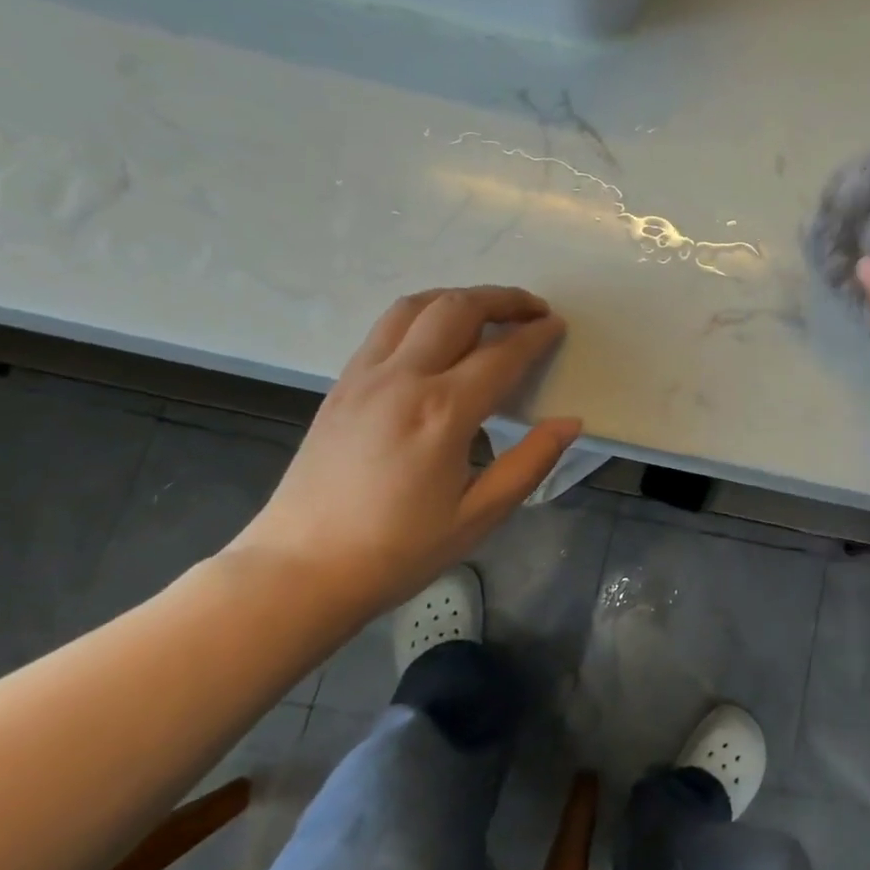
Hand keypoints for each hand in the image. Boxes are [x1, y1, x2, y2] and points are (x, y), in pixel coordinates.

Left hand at [232, 287, 580, 615]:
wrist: (299, 571)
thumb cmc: (398, 550)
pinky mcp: (341, 385)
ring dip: (459, 298)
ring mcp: (365, 377)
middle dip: (503, 299)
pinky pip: (387, 328)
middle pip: (457, 309)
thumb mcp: (479, 516)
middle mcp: (402, 379)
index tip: (558, 326)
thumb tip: (570, 423)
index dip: (536, 335)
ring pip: (415, 307)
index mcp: (442, 412)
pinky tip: (438, 336)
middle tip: (533, 309)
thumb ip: (530, 462)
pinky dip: (423, 314)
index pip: (502, 354)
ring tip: (488, 311)